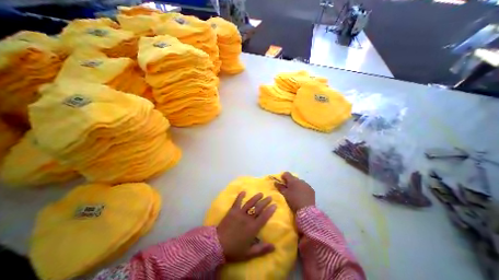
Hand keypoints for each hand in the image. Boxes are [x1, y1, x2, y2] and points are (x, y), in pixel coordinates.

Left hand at [217, 191, 275, 260]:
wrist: (217, 245)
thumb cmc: (234, 250)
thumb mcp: (249, 253)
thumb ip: (261, 249)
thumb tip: (274, 247)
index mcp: (253, 228)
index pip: (264, 217)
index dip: (270, 210)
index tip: (275, 205)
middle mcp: (248, 218)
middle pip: (258, 208)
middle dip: (265, 202)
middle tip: (270, 197)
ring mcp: (240, 213)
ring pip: (250, 203)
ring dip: (256, 197)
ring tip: (261, 193)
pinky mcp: (232, 211)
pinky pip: (237, 201)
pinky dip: (240, 196)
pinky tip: (243, 191)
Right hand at [274, 173, 312, 211]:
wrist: (306, 210)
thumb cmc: (293, 200)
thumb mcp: (285, 194)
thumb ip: (280, 187)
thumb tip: (275, 182)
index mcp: (293, 180)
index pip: (286, 174)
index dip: (283, 177)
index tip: (282, 182)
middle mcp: (300, 180)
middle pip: (293, 178)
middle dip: (290, 182)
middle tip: (288, 189)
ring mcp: (307, 185)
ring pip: (300, 182)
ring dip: (297, 185)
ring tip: (296, 193)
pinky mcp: (311, 190)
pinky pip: (305, 187)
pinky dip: (302, 189)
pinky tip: (302, 195)